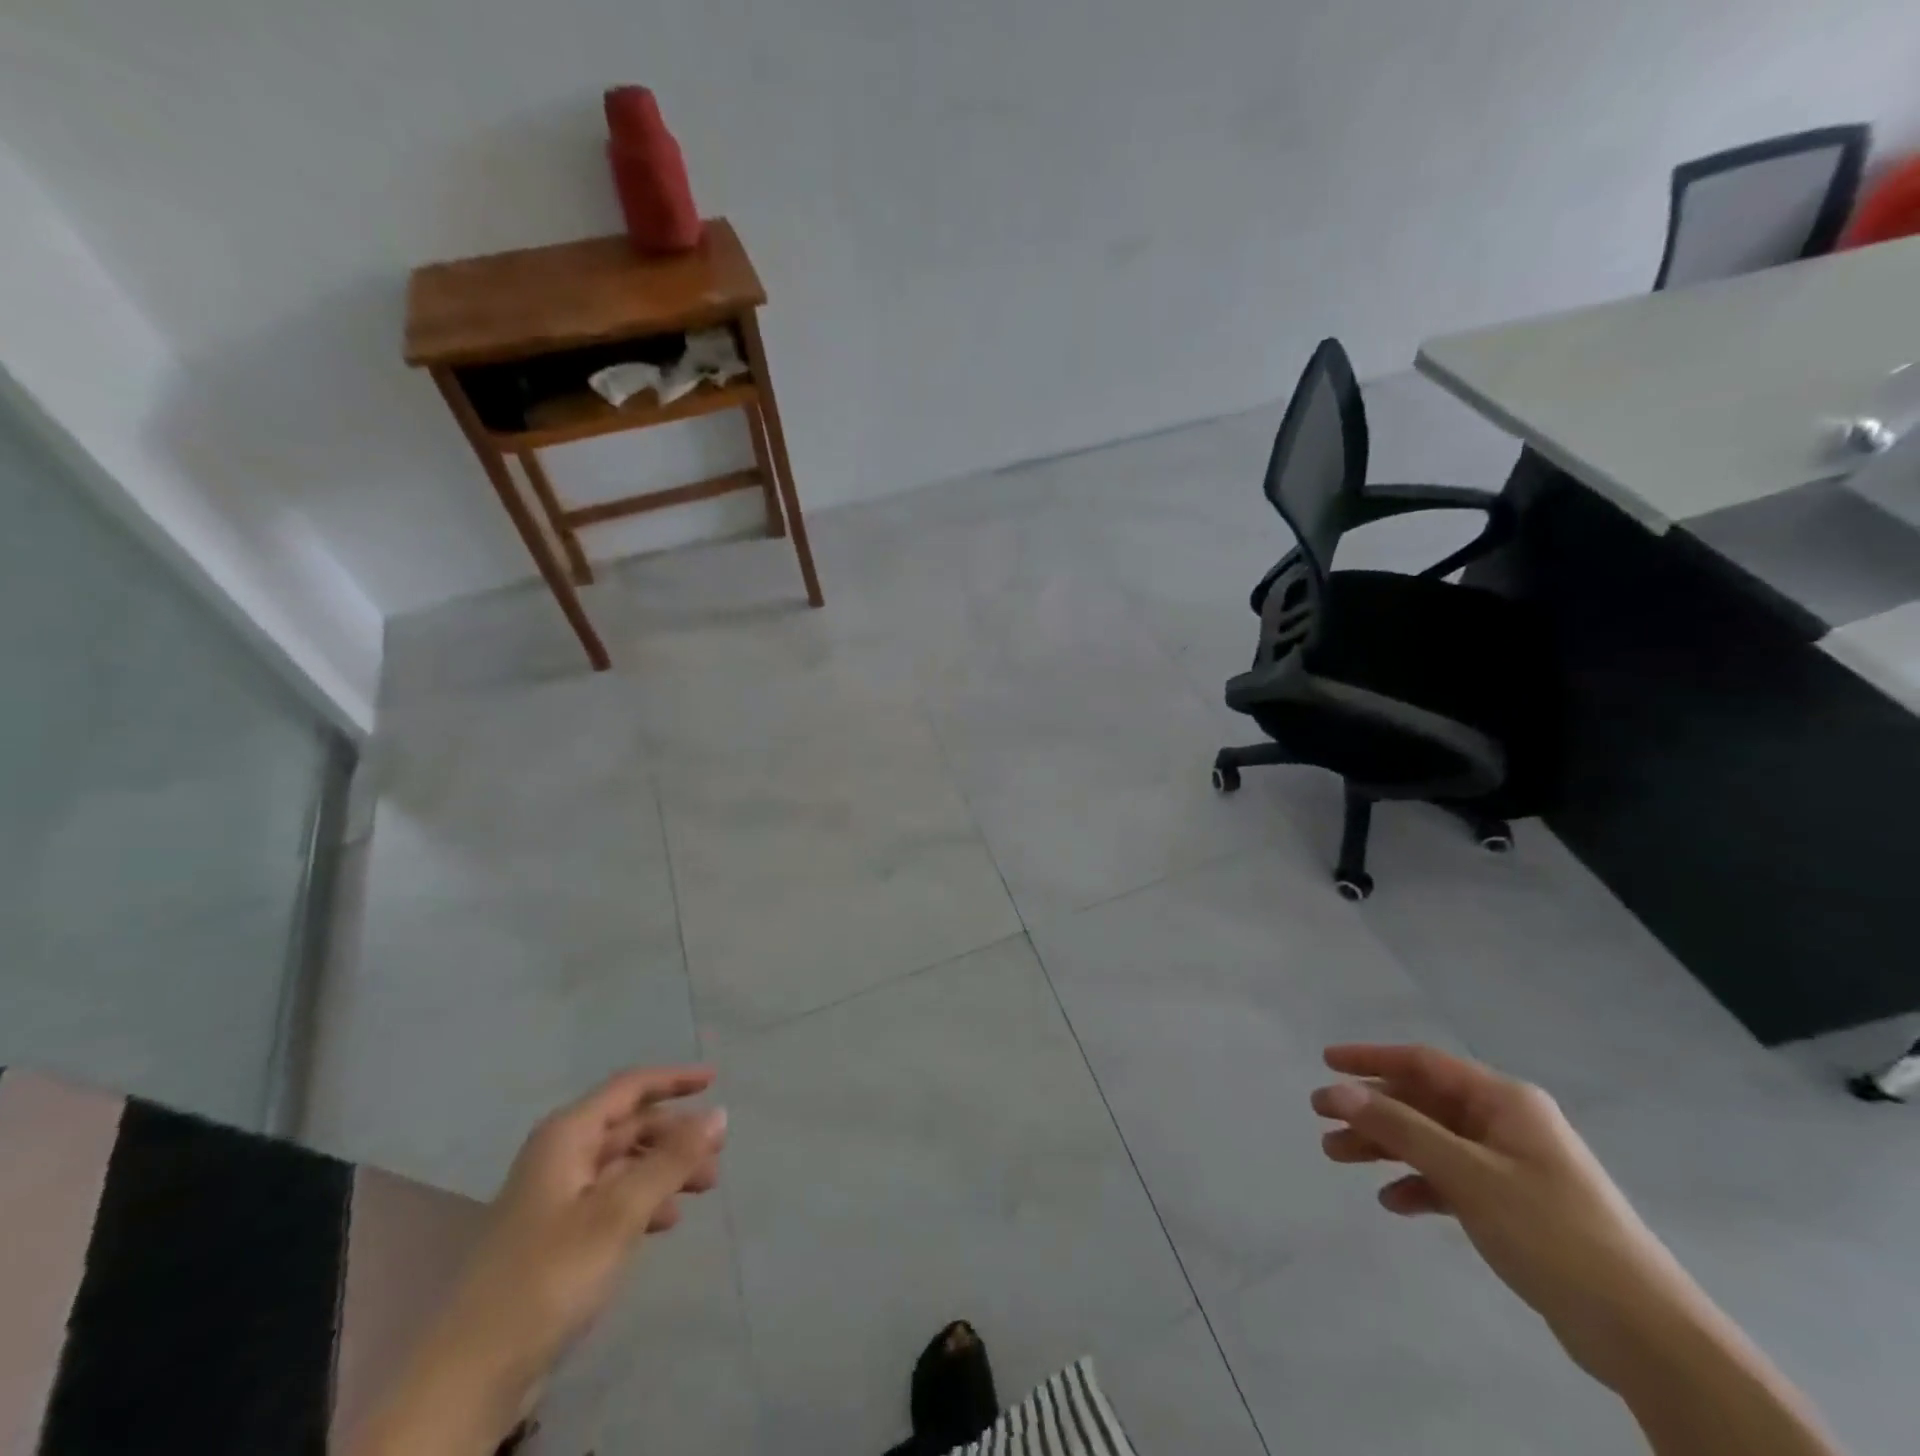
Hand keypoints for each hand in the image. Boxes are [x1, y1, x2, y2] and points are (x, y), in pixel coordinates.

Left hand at [443, 1066, 728, 1382]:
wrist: (470, 1375)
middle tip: (719, 1153)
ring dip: (666, 1169)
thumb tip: (719, 1114)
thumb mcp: (620, 1212)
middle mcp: (561, 1155)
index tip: (716, 1080)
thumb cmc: (550, 1274)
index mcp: (567, 1135)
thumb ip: (672, 1160)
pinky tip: (667, 1221)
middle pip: (630, 1126)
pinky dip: (644, 1200)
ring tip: (705, 1187)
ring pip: (624, 1164)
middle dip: (676, 1134)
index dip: (674, 1080)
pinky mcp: (556, 1236)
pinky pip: (612, 1199)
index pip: (630, 1088)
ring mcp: (556, 1197)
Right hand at [1310, 1043, 1701, 1390]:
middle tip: (1321, 1119)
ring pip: (1431, 1140)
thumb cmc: (1553, 1233)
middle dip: (1371, 1109)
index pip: (1424, 1062)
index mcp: (1504, 1101)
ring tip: (1337, 1157)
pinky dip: (1419, 1185)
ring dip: (1385, 1147)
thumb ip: (1399, 1128)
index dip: (1371, 1058)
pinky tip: (1393, 1203)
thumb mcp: (1467, 1174)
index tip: (1326, 1062)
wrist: (1645, 1335)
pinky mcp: (1514, 1206)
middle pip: (1422, 1102)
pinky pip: (1451, 1179)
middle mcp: (1506, 1123)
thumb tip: (1337, 1090)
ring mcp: (1511, 1165)